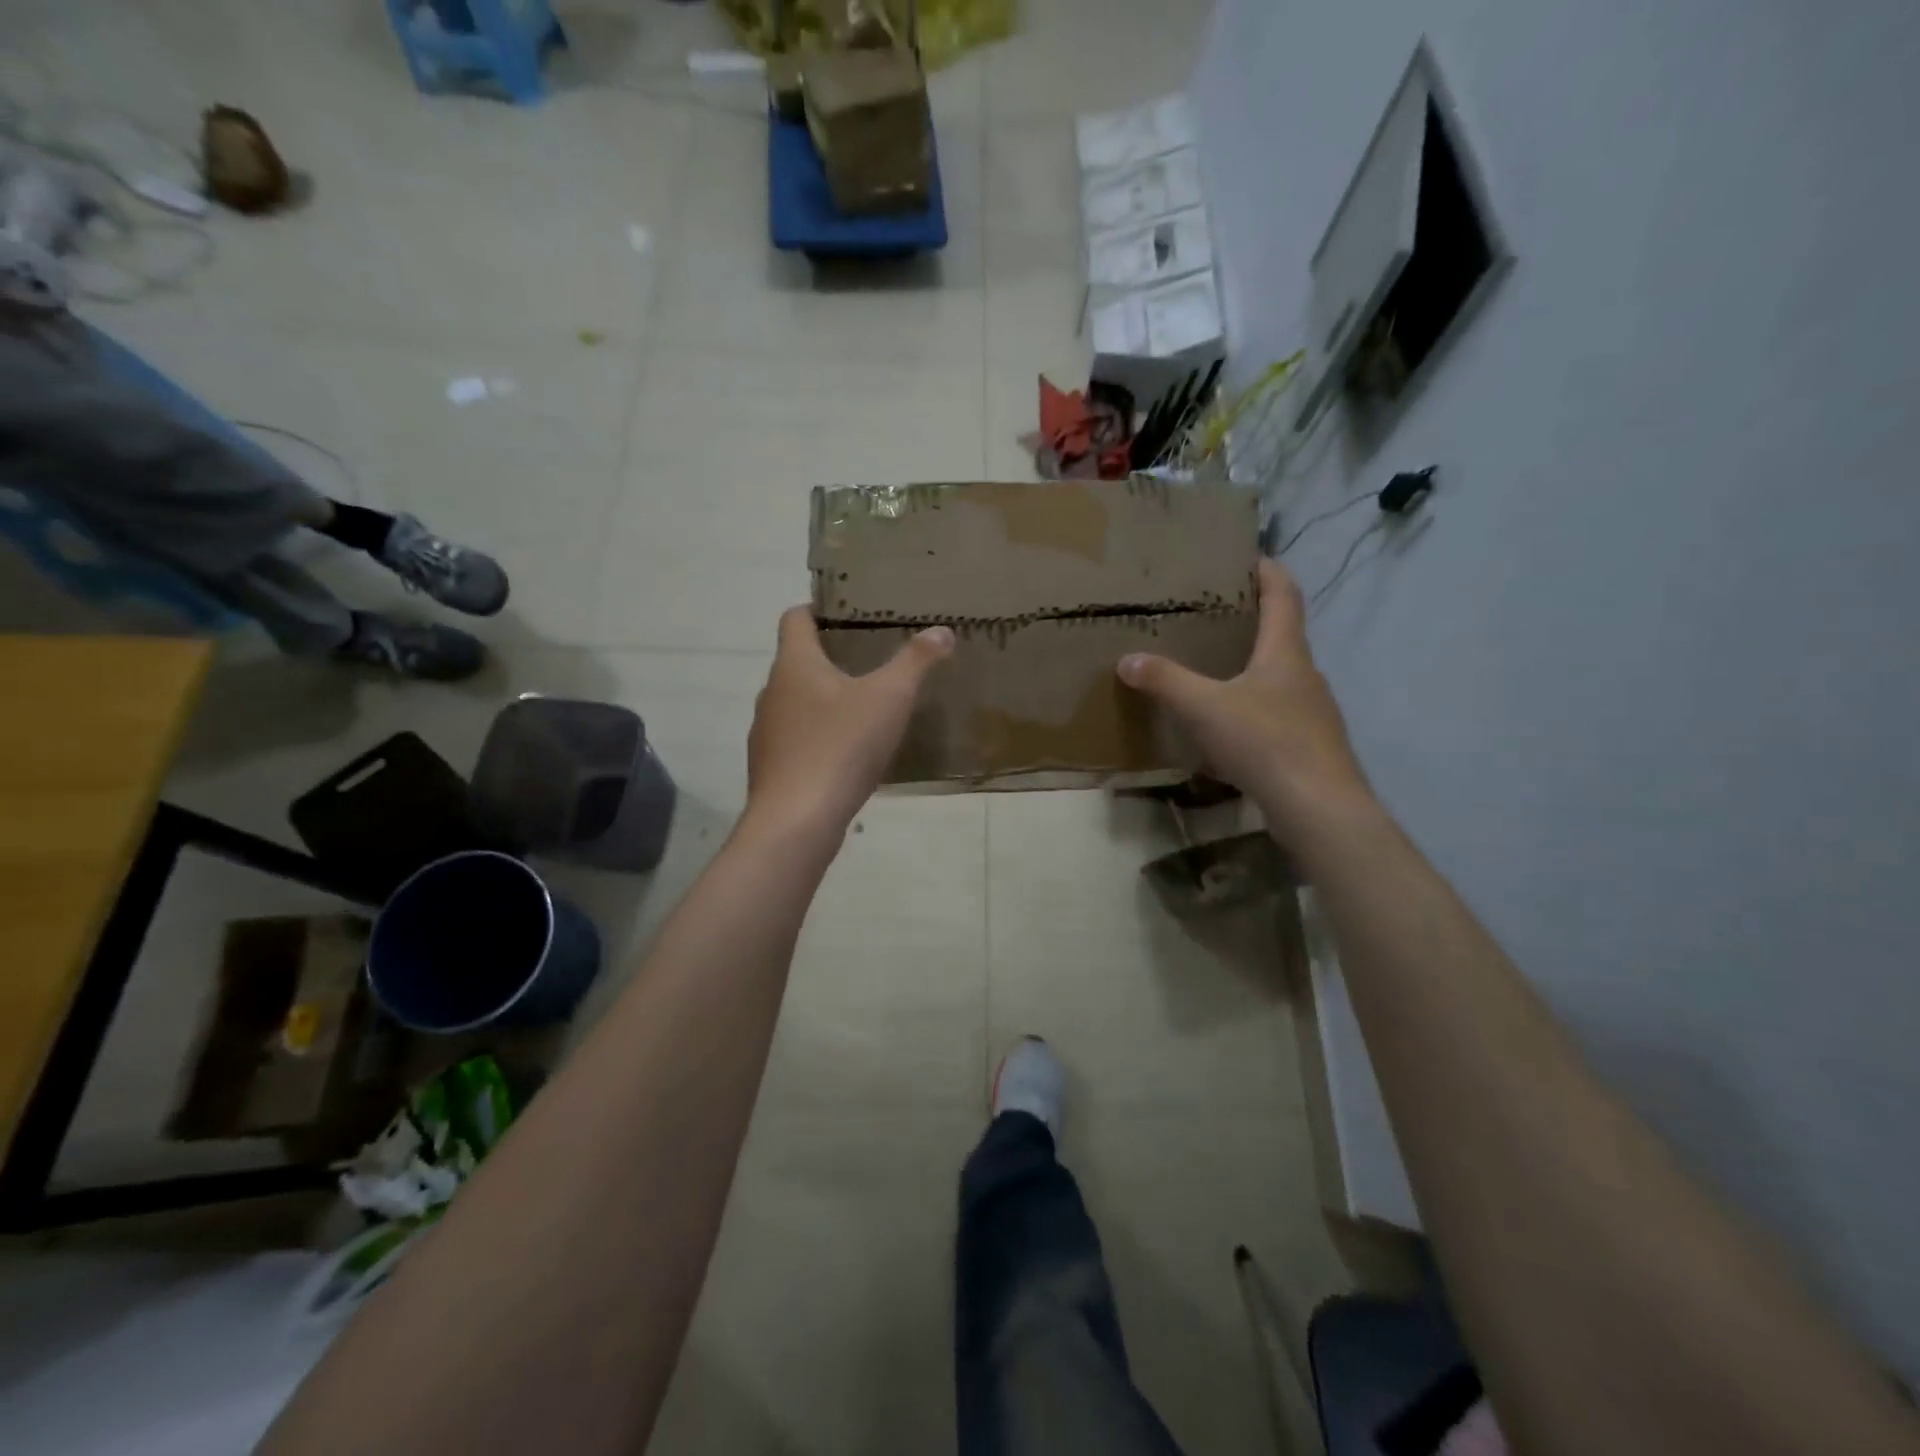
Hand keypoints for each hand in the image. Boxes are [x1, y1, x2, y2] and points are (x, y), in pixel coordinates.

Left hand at [744, 608, 953, 842]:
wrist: (797, 820)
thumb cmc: (841, 746)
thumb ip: (916, 662)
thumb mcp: (889, 698)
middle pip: (797, 662)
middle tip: (870, 661)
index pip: (795, 618)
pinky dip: (818, 738)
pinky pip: (796, 740)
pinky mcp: (770, 767)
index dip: (818, 610)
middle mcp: (772, 691)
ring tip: (863, 710)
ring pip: (796, 704)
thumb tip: (942, 631)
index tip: (848, 614)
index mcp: (794, 664)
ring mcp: (766, 732)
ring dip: (824, 701)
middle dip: (830, 659)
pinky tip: (847, 756)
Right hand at [1116, 559, 1373, 835]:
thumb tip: (1127, 659)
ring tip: (1216, 671)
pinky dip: (1255, 708)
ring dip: (1253, 668)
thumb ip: (1165, 681)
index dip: (1268, 571)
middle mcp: (1305, 674)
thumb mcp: (1203, 708)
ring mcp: (1313, 712)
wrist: (1319, 807)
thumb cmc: (1265, 742)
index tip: (1249, 557)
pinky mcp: (1310, 745)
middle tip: (1214, 616)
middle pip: (1283, 635)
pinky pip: (1279, 713)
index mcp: (1286, 653)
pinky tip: (1230, 728)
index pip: (1284, 595)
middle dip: (1253, 622)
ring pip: (1280, 678)